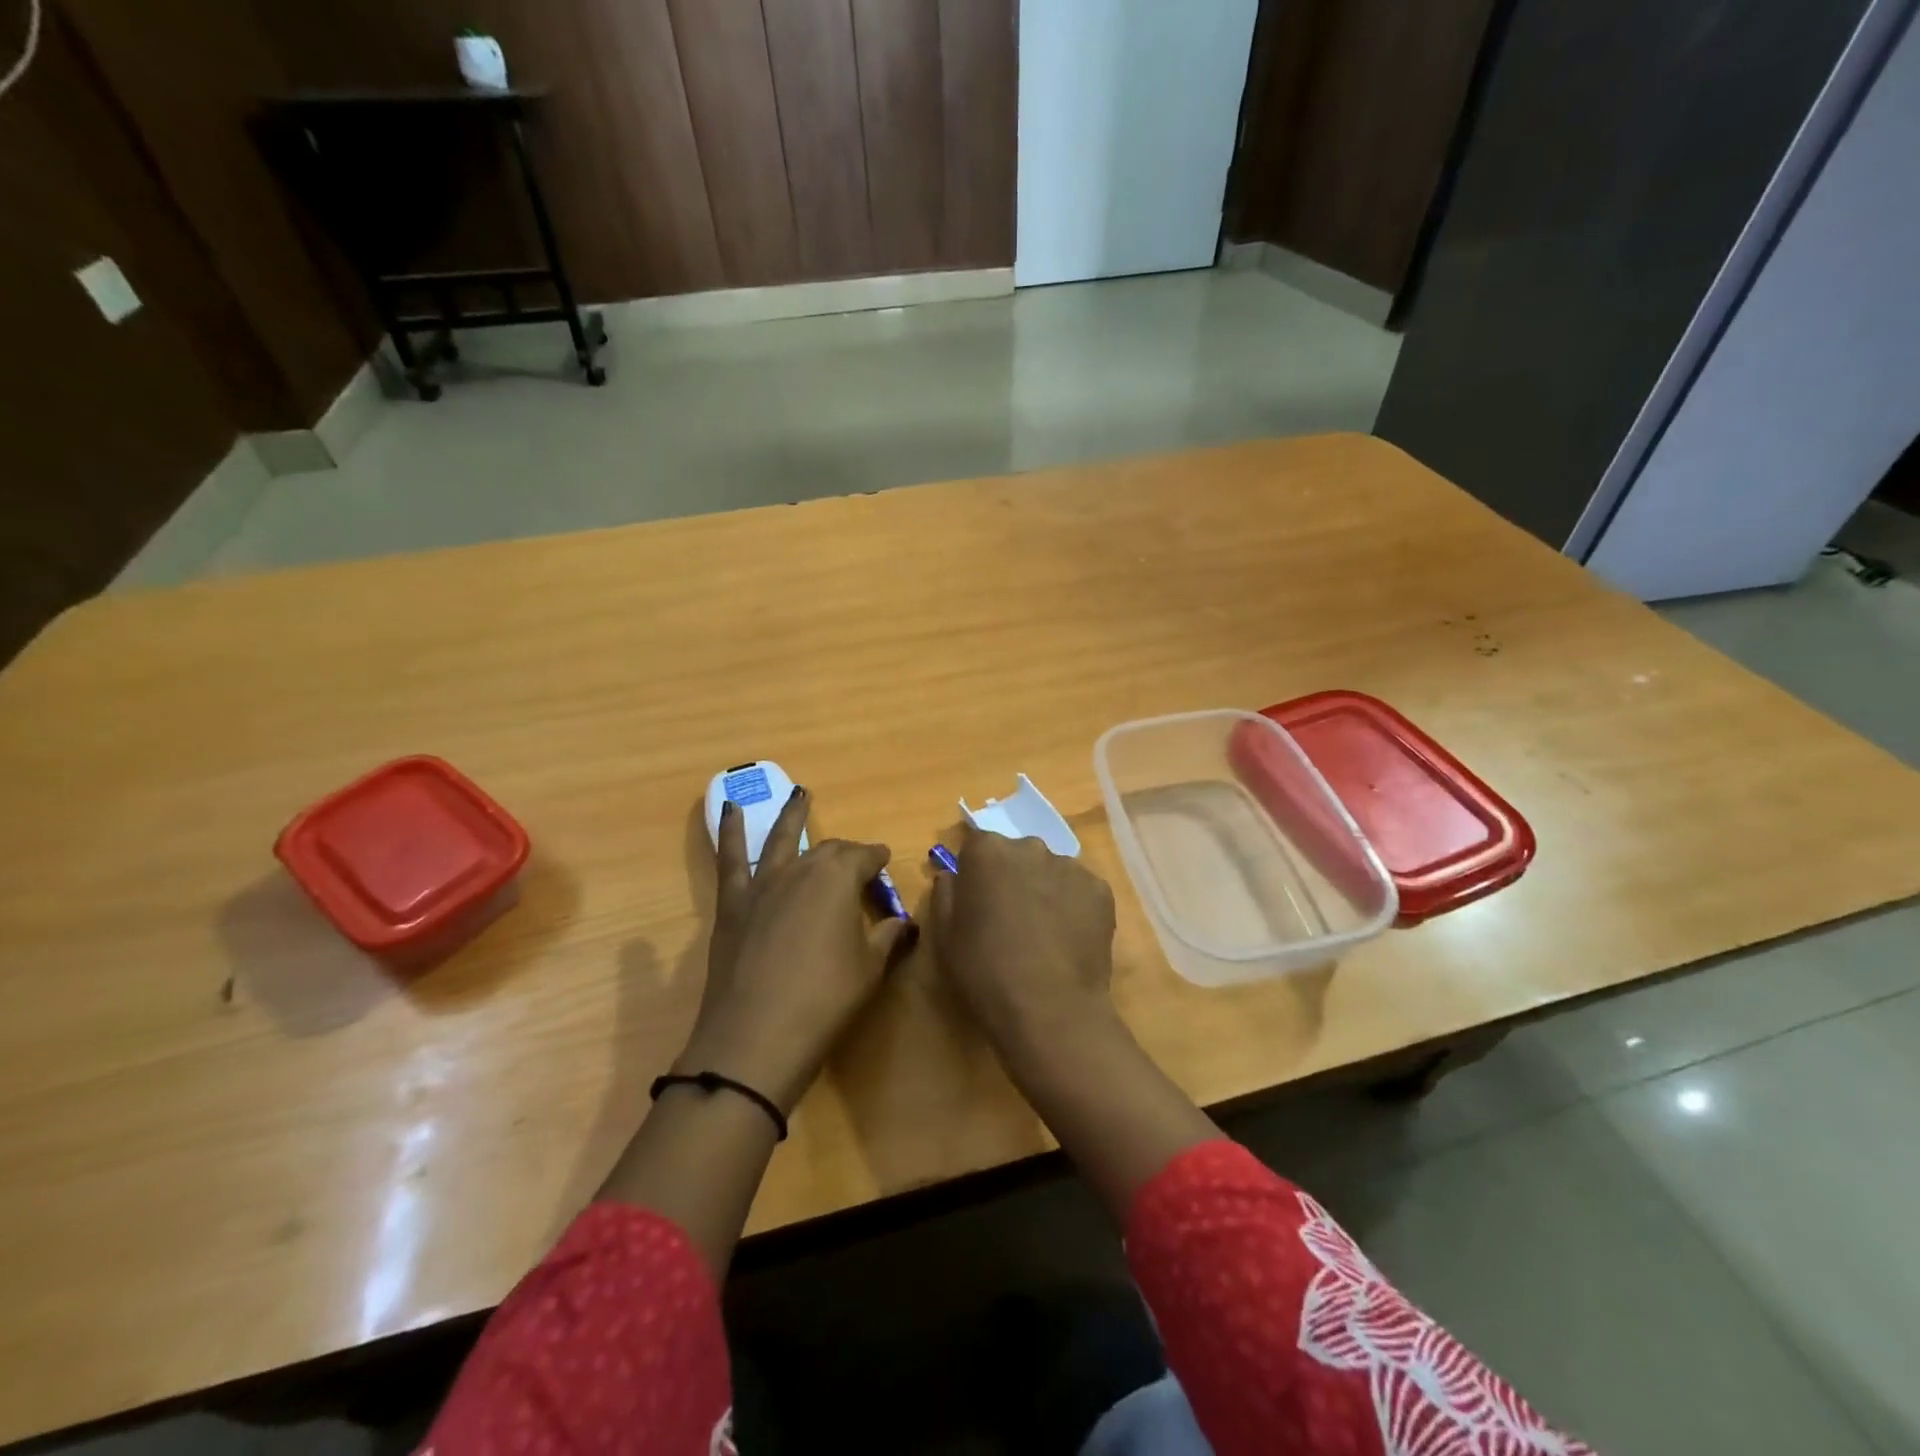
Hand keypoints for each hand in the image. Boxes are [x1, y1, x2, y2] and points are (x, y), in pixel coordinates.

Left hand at [676, 787, 913, 1112]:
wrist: (757, 1037)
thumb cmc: (825, 1001)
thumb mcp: (870, 969)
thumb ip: (889, 937)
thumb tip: (903, 922)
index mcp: (838, 879)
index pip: (865, 858)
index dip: (878, 859)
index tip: (887, 863)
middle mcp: (801, 869)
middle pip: (828, 851)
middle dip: (846, 852)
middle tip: (858, 861)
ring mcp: (763, 883)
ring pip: (781, 839)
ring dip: (792, 816)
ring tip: (799, 794)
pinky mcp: (733, 903)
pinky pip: (730, 858)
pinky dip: (729, 831)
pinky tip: (729, 809)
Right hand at [929, 824, 1117, 1054]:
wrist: (1050, 1009)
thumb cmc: (985, 971)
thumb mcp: (945, 936)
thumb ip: (945, 893)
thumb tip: (953, 875)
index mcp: (988, 851)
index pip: (977, 845)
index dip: (976, 872)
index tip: (977, 900)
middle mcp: (1031, 847)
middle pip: (1017, 855)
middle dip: (1012, 877)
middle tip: (1010, 918)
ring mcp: (1071, 867)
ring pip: (1051, 872)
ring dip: (1044, 891)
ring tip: (1044, 934)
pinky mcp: (1101, 890)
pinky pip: (1080, 891)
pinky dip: (1074, 907)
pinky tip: (1068, 941)